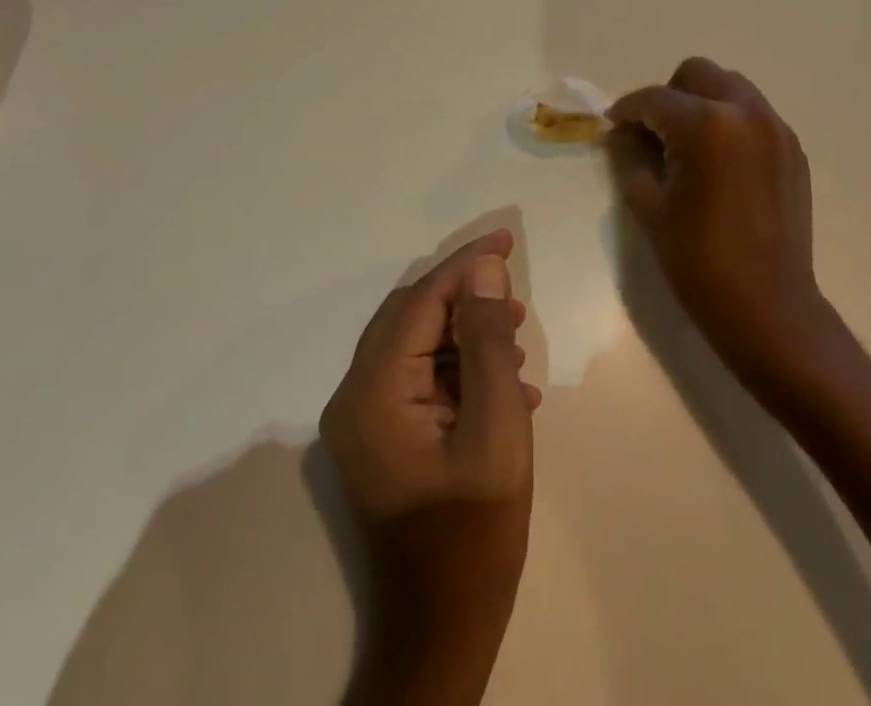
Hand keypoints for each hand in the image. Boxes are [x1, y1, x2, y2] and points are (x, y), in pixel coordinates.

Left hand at [321, 230, 539, 705]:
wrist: (444, 628)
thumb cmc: (474, 531)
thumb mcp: (496, 429)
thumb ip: (487, 342)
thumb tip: (484, 270)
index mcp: (373, 391)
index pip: (421, 302)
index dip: (465, 266)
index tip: (506, 241)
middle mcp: (355, 395)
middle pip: (412, 316)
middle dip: (465, 297)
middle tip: (515, 294)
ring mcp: (363, 419)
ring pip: (418, 344)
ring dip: (466, 333)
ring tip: (516, 342)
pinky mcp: (381, 436)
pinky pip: (420, 378)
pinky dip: (459, 369)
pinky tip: (506, 386)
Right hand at [607, 58, 827, 379]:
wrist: (769, 309)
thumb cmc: (698, 261)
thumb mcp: (649, 206)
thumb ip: (630, 156)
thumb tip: (623, 132)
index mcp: (706, 126)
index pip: (654, 99)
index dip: (627, 110)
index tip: (613, 125)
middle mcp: (746, 113)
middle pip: (697, 74)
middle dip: (668, 96)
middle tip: (654, 133)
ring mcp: (776, 129)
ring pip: (730, 86)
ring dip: (702, 103)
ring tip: (688, 145)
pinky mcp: (793, 149)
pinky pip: (753, 113)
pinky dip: (729, 121)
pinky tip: (719, 162)